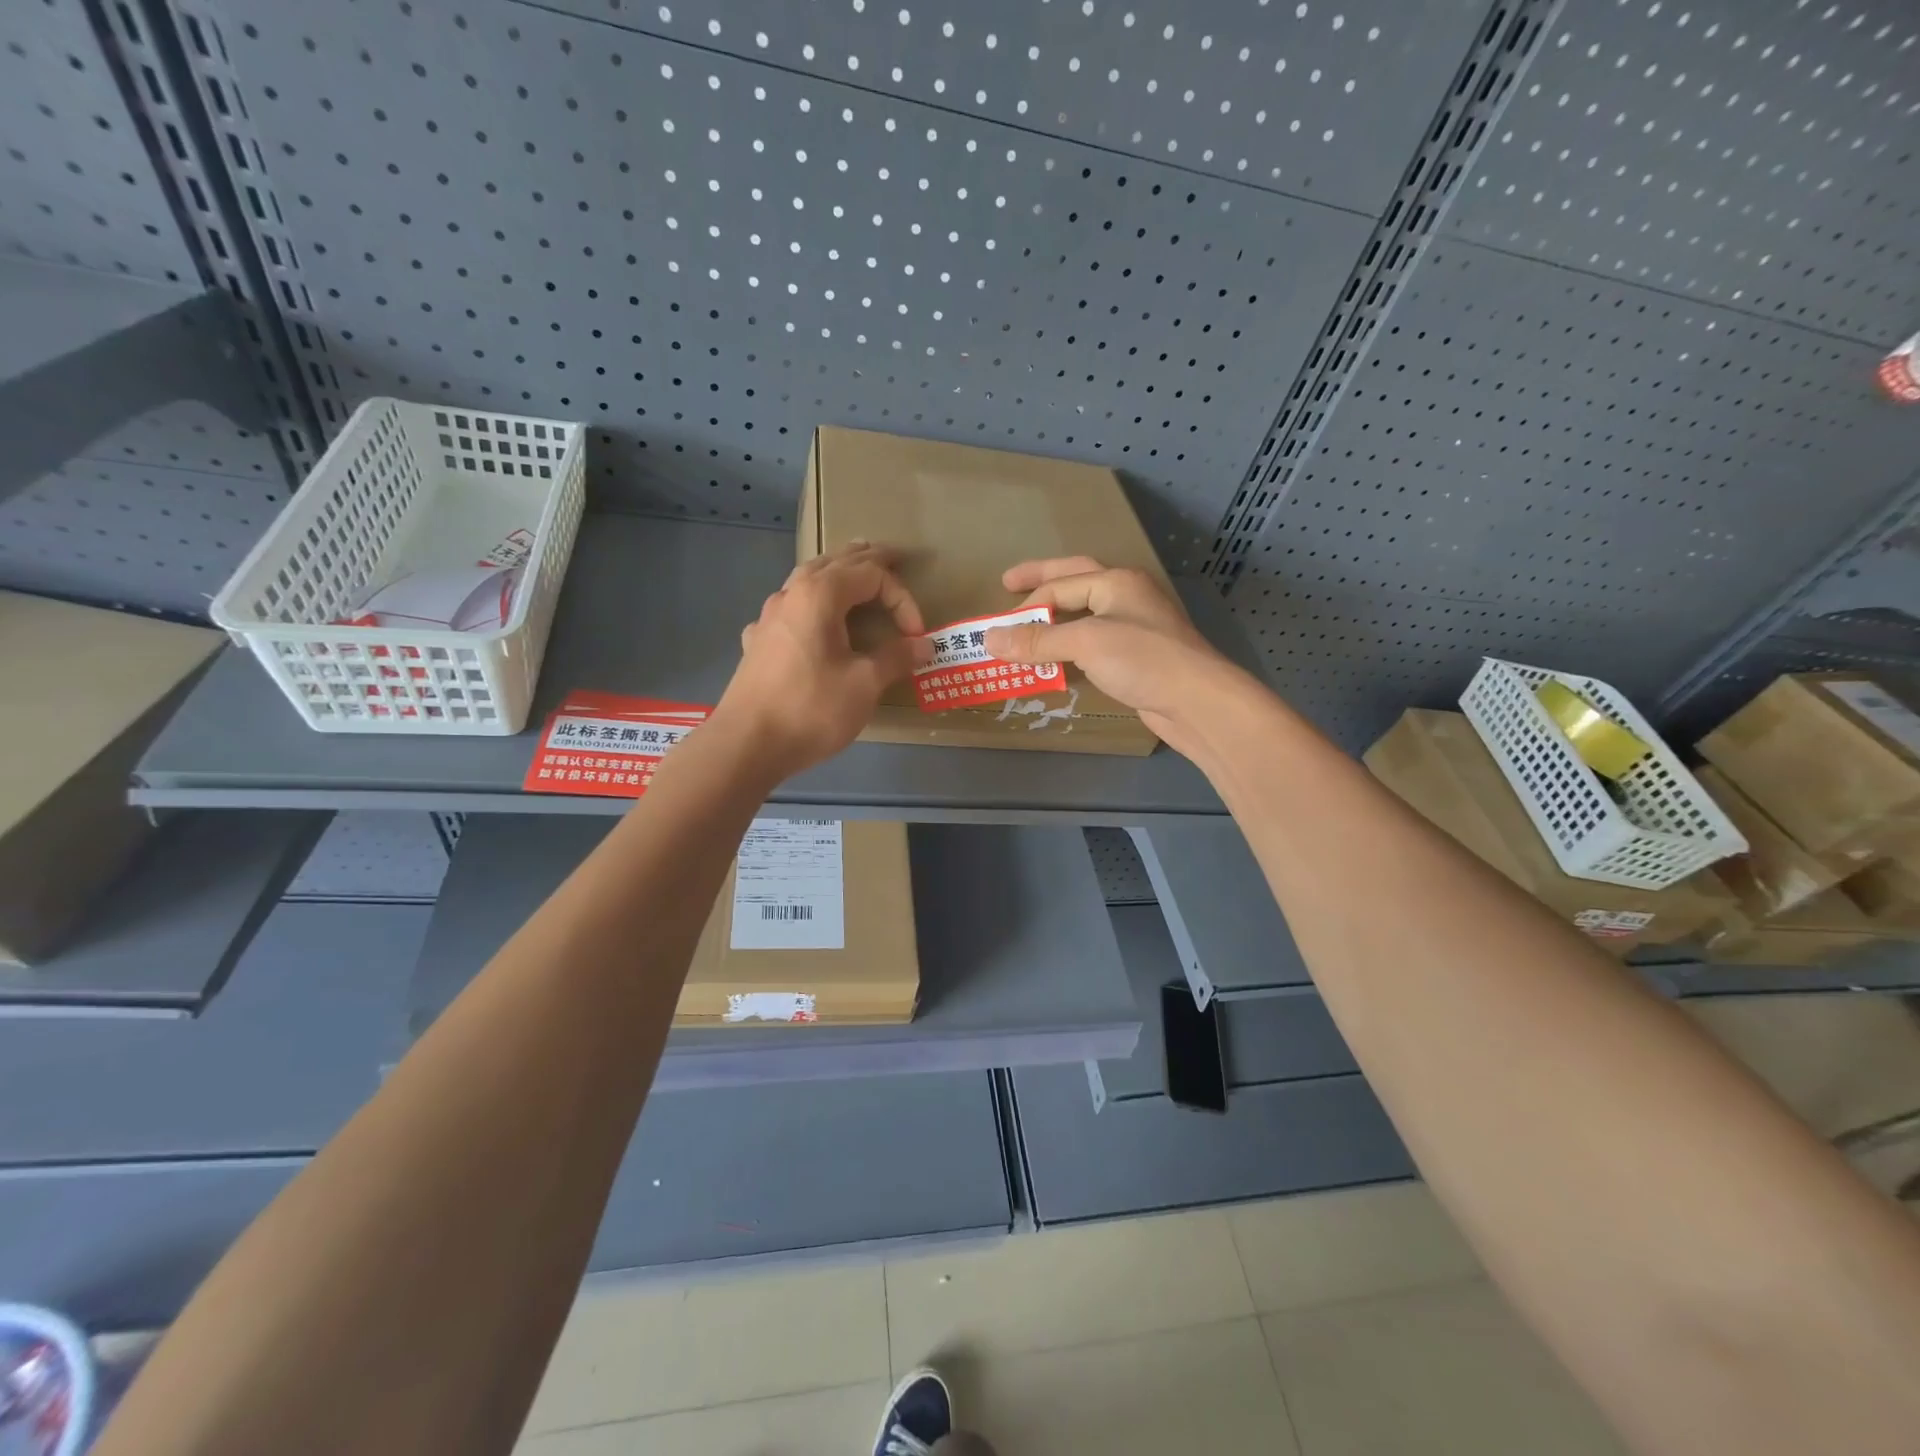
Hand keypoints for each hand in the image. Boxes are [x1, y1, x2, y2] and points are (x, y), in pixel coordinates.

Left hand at [711, 542, 931, 780]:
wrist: (747, 743)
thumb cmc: (811, 708)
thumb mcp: (864, 684)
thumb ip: (896, 658)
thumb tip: (924, 644)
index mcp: (820, 594)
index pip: (872, 575)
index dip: (901, 599)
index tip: (916, 635)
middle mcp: (792, 593)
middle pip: (835, 563)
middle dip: (868, 560)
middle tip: (894, 555)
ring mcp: (769, 616)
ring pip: (808, 579)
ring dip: (837, 572)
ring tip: (855, 571)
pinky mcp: (759, 641)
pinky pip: (791, 607)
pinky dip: (812, 602)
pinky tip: (811, 620)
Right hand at [981, 557, 1240, 752]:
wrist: (1197, 702)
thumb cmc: (1143, 660)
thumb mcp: (1086, 643)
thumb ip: (1038, 640)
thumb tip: (990, 638)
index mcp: (1116, 581)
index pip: (1060, 585)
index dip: (1026, 606)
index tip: (995, 629)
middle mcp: (1126, 597)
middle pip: (1075, 581)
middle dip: (1041, 583)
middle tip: (1008, 584)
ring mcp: (1134, 626)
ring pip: (1084, 614)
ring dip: (1055, 618)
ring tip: (1027, 624)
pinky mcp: (1136, 657)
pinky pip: (1093, 643)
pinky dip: (1069, 646)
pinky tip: (1057, 658)